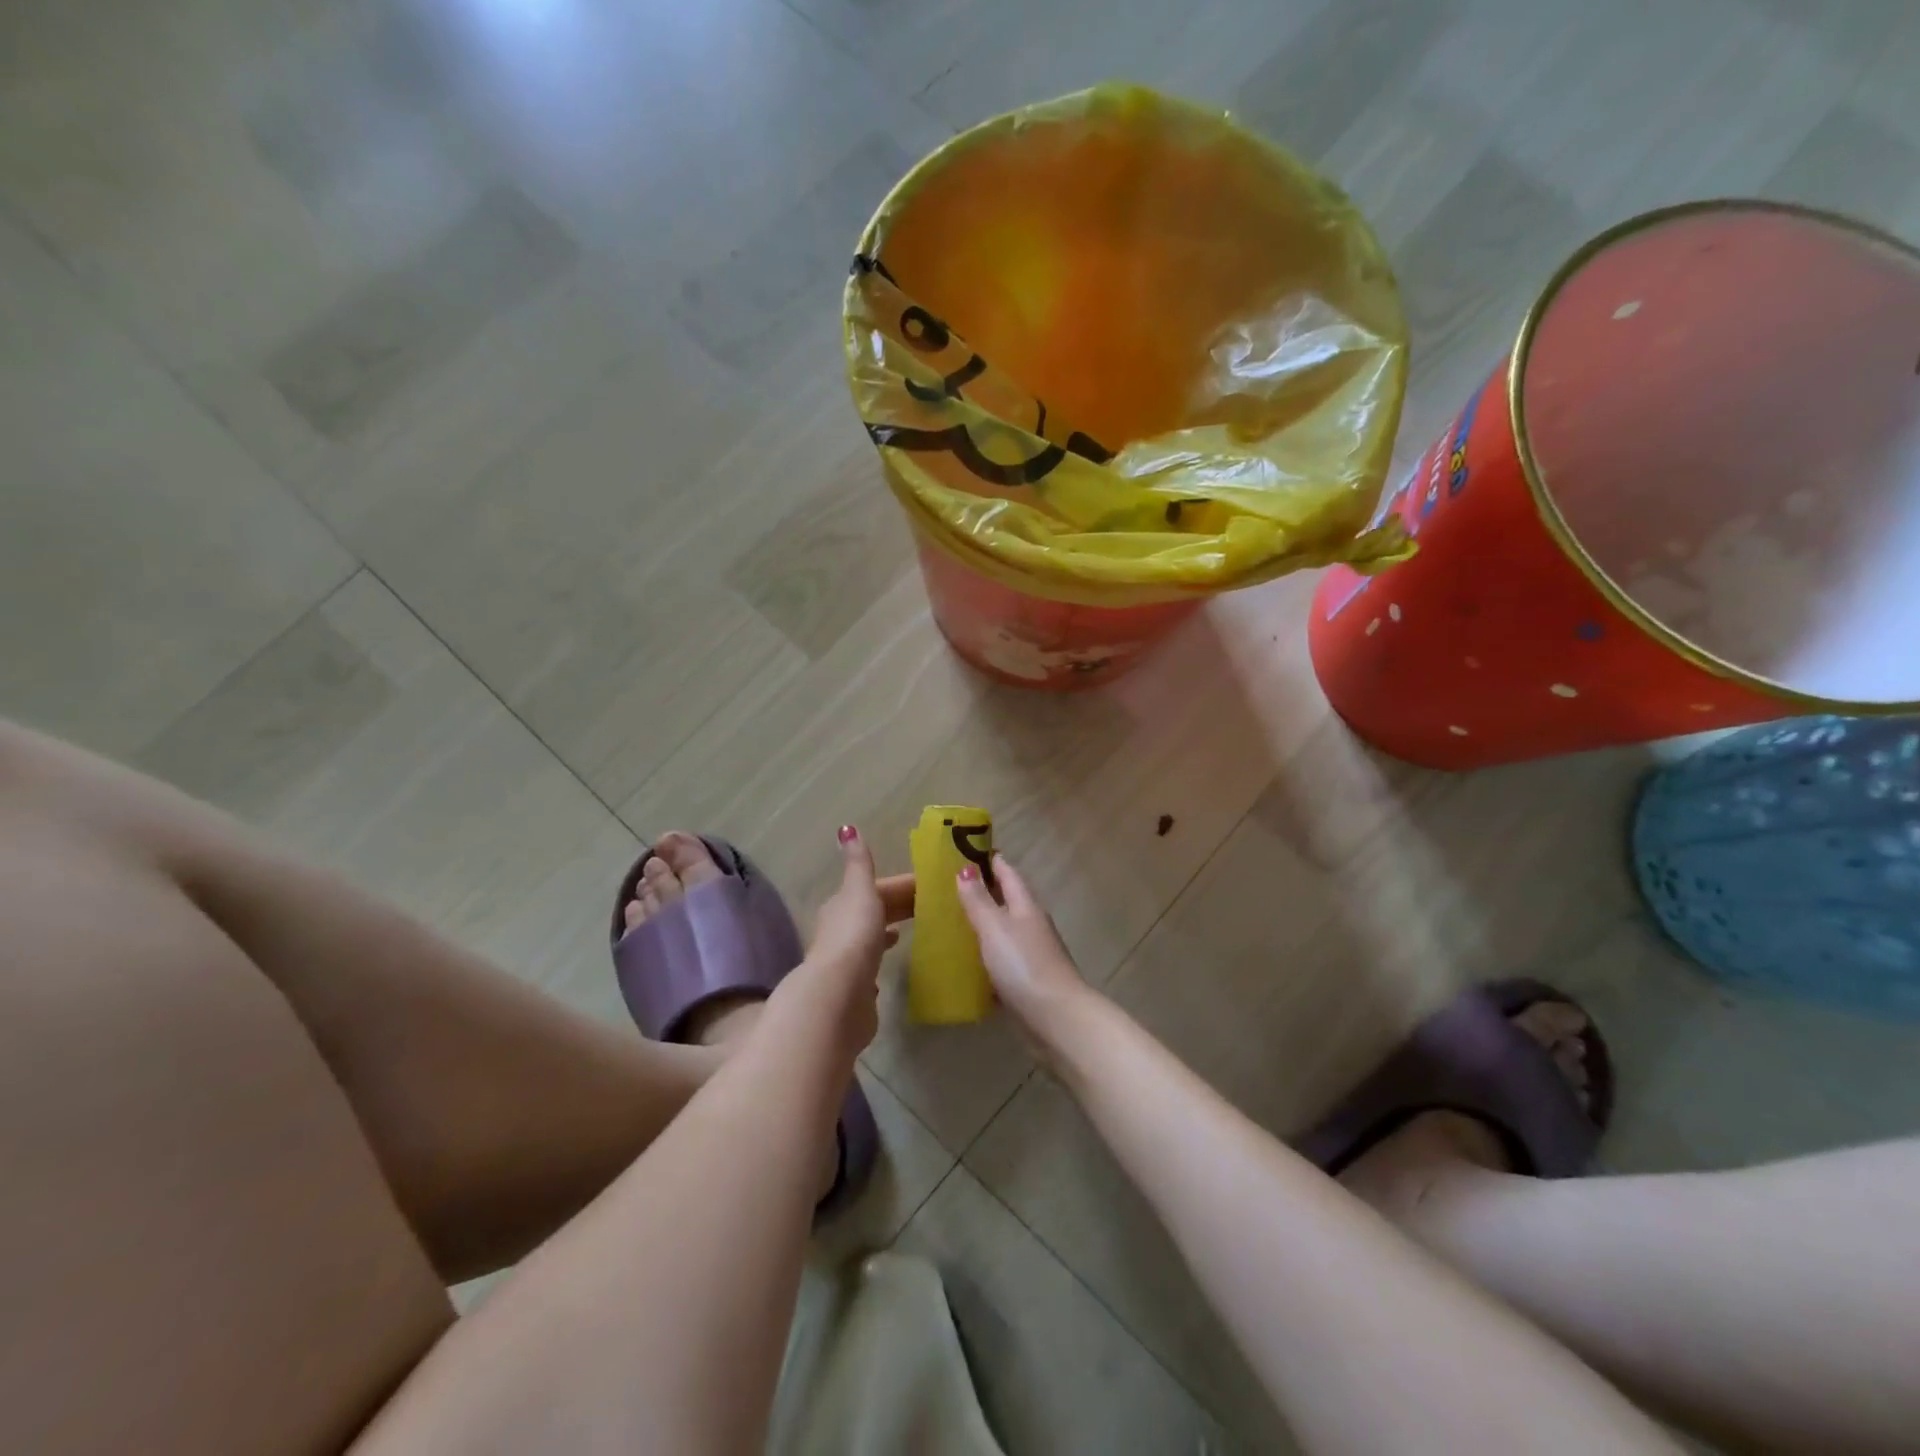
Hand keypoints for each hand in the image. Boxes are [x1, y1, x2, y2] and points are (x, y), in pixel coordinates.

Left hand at [774, 827, 913, 1061]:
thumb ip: (859, 863)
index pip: (879, 888)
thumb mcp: (860, 890)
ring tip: (917, 931)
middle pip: (876, 911)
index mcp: (844, 905)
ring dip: (890, 931)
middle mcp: (841, 930)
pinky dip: (883, 960)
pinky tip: (895, 963)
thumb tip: (846, 827)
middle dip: (901, 906)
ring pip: (872, 938)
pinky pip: (873, 967)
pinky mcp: (856, 989)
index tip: (934, 885)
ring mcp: (847, 961)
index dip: (904, 884)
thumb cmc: (854, 937)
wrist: (838, 996)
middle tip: (935, 906)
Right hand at [954, 853, 1092, 1050]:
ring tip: (953, 921)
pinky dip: (987, 955)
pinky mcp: (1028, 981)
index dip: (990, 860)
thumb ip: (979, 900)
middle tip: (951, 885)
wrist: (1056, 1019)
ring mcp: (1032, 954)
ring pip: (1005, 931)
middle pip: (1008, 900)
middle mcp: (1032, 925)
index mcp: (1026, 906)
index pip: (1008, 873)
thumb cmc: (1024, 965)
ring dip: (984, 924)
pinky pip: (1003, 960)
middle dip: (984, 890)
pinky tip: (967, 963)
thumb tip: (965, 868)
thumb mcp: (995, 927)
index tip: (967, 849)